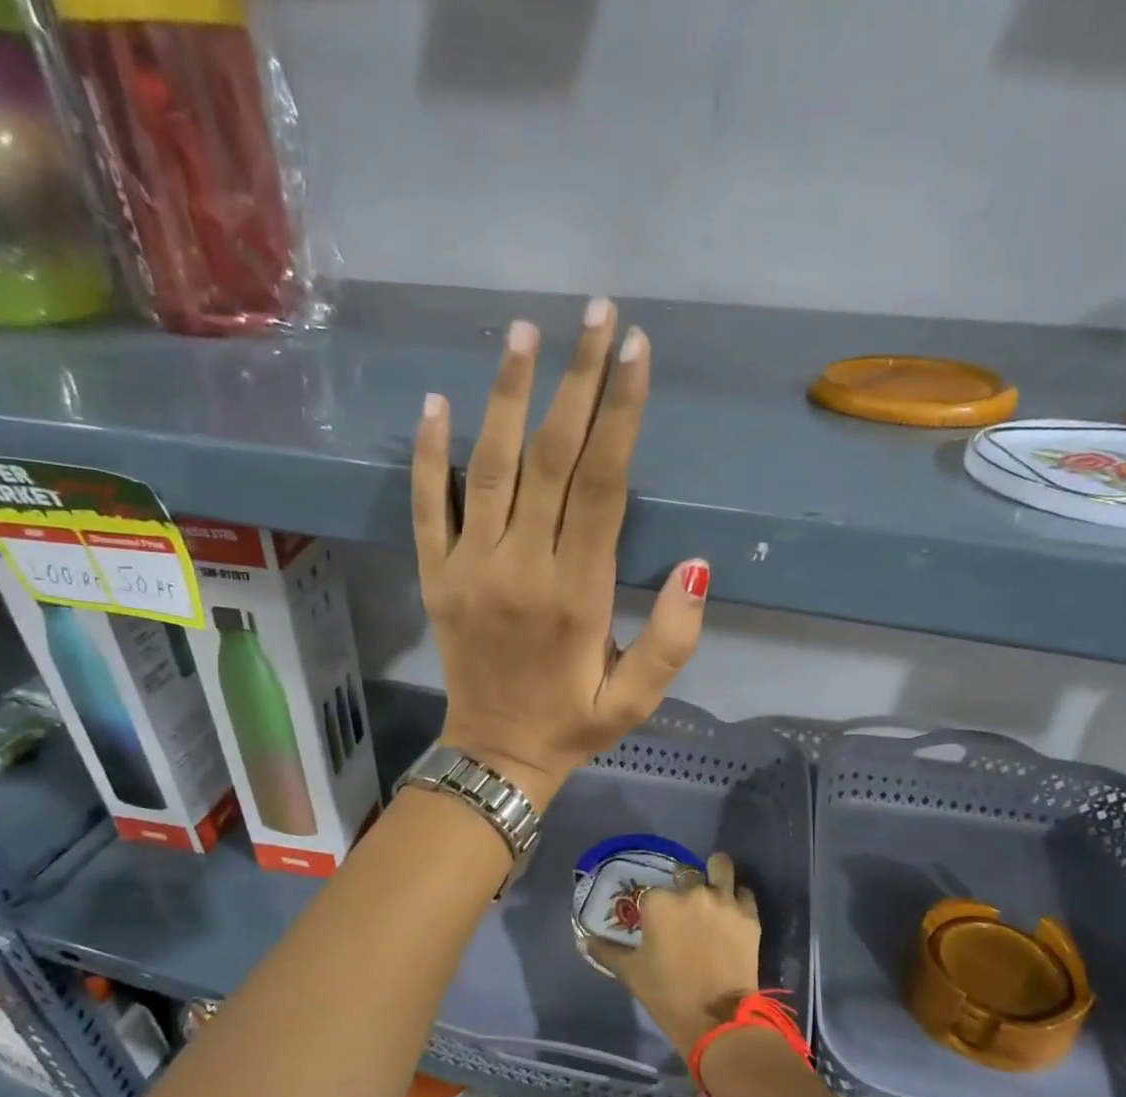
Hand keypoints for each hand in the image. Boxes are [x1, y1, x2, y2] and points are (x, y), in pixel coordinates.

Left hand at [412, 300, 709, 806]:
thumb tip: (698, 565)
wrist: (495, 754)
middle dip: (575, 381)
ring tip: (523, 332)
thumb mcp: (637, 700)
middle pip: (549, 458)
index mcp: (577, 594)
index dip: (620, 413)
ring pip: (488, 468)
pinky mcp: (435, 577)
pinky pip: (426, 507)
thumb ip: (673, 639)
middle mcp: (521, 568)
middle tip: (594, 314)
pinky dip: (427, 455)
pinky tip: (435, 403)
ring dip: (506, 396)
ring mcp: (469, 568)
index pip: (601, 484)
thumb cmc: (573, 724)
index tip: (635, 350)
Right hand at [593, 853, 759, 1060]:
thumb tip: (584, 941)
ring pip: (721, 867)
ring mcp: (723, 901)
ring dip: (716, 873)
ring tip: (715, 884)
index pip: (652, 891)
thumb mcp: (631, 973)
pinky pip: (745, 892)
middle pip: (686, 874)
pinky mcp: (749, 916)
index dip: (654, 905)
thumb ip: (607, 952)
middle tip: (685, 909)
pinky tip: (734, 909)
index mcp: (658, 902)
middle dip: (684, 886)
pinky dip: (739, 897)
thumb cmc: (667, 994)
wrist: (717, 1020)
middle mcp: (691, 892)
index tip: (656, 920)